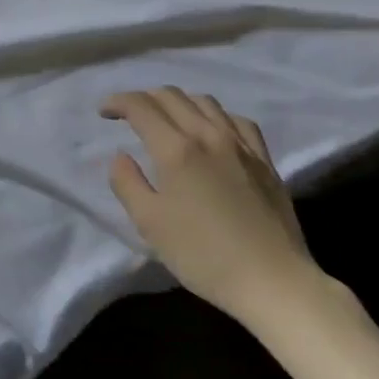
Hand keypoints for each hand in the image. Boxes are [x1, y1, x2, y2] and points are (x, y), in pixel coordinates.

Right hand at [100, 87, 321, 326]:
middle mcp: (208, 136)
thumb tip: (121, 156)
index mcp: (176, 149)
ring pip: (205, 102)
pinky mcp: (265, 161)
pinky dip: (215, 116)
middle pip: (172, 96)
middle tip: (129, 116)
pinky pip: (237, 120)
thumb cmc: (203, 255)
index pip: (141, 107)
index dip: (118, 102)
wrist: (273, 282)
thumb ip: (126, 183)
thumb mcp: (149, 223)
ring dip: (178, 102)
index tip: (104, 113)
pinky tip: (211, 131)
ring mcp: (241, 146)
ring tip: (167, 120)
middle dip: (144, 98)